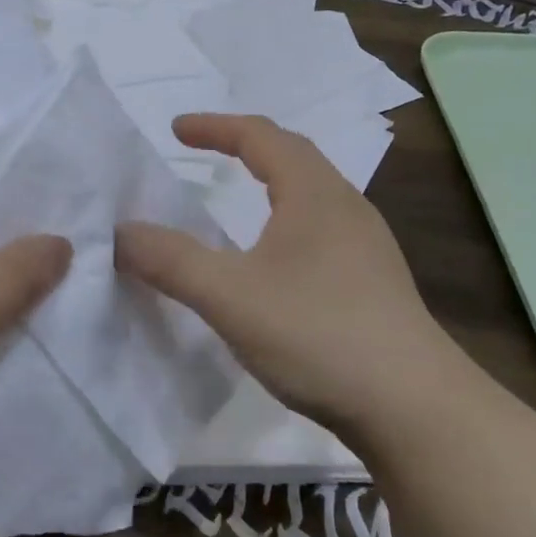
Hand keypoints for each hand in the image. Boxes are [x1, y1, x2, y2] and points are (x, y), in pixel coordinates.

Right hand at [116, 113, 448, 429]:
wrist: (415, 409)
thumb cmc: (319, 334)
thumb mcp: (229, 295)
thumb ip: (170, 260)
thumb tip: (120, 231)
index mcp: (314, 194)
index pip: (261, 136)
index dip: (215, 127)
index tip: (175, 129)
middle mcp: (345, 208)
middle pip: (292, 157)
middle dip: (243, 146)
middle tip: (201, 153)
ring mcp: (366, 247)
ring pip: (310, 195)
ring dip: (269, 183)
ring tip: (234, 198)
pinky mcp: (373, 284)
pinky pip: (320, 230)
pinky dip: (284, 221)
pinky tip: (273, 261)